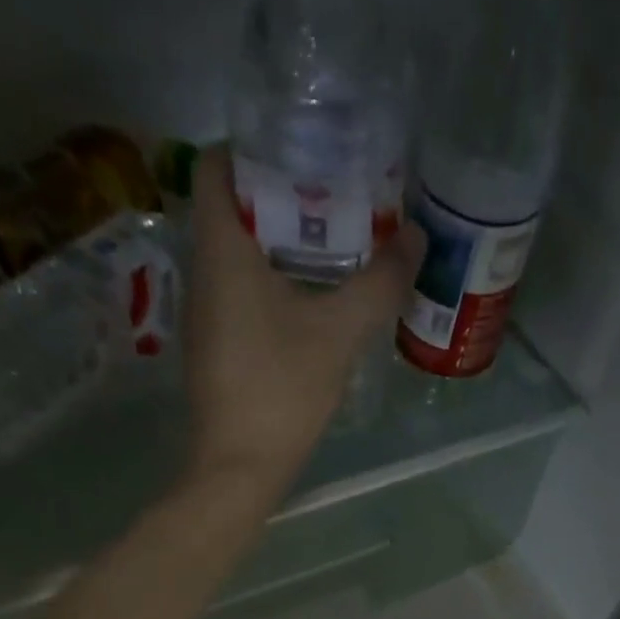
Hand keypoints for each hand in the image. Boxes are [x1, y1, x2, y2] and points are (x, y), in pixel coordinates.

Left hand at [182, 146, 425, 495]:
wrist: (238, 471)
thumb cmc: (280, 391)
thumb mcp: (338, 333)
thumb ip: (379, 283)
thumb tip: (416, 240)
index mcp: (220, 251)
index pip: (215, 164)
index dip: (254, 147)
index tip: (304, 154)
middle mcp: (203, 275)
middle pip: (232, 209)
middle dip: (282, 196)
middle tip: (337, 200)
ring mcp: (206, 317)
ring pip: (239, 258)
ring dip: (281, 246)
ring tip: (335, 249)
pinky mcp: (217, 352)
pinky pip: (242, 298)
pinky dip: (274, 288)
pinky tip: (313, 306)